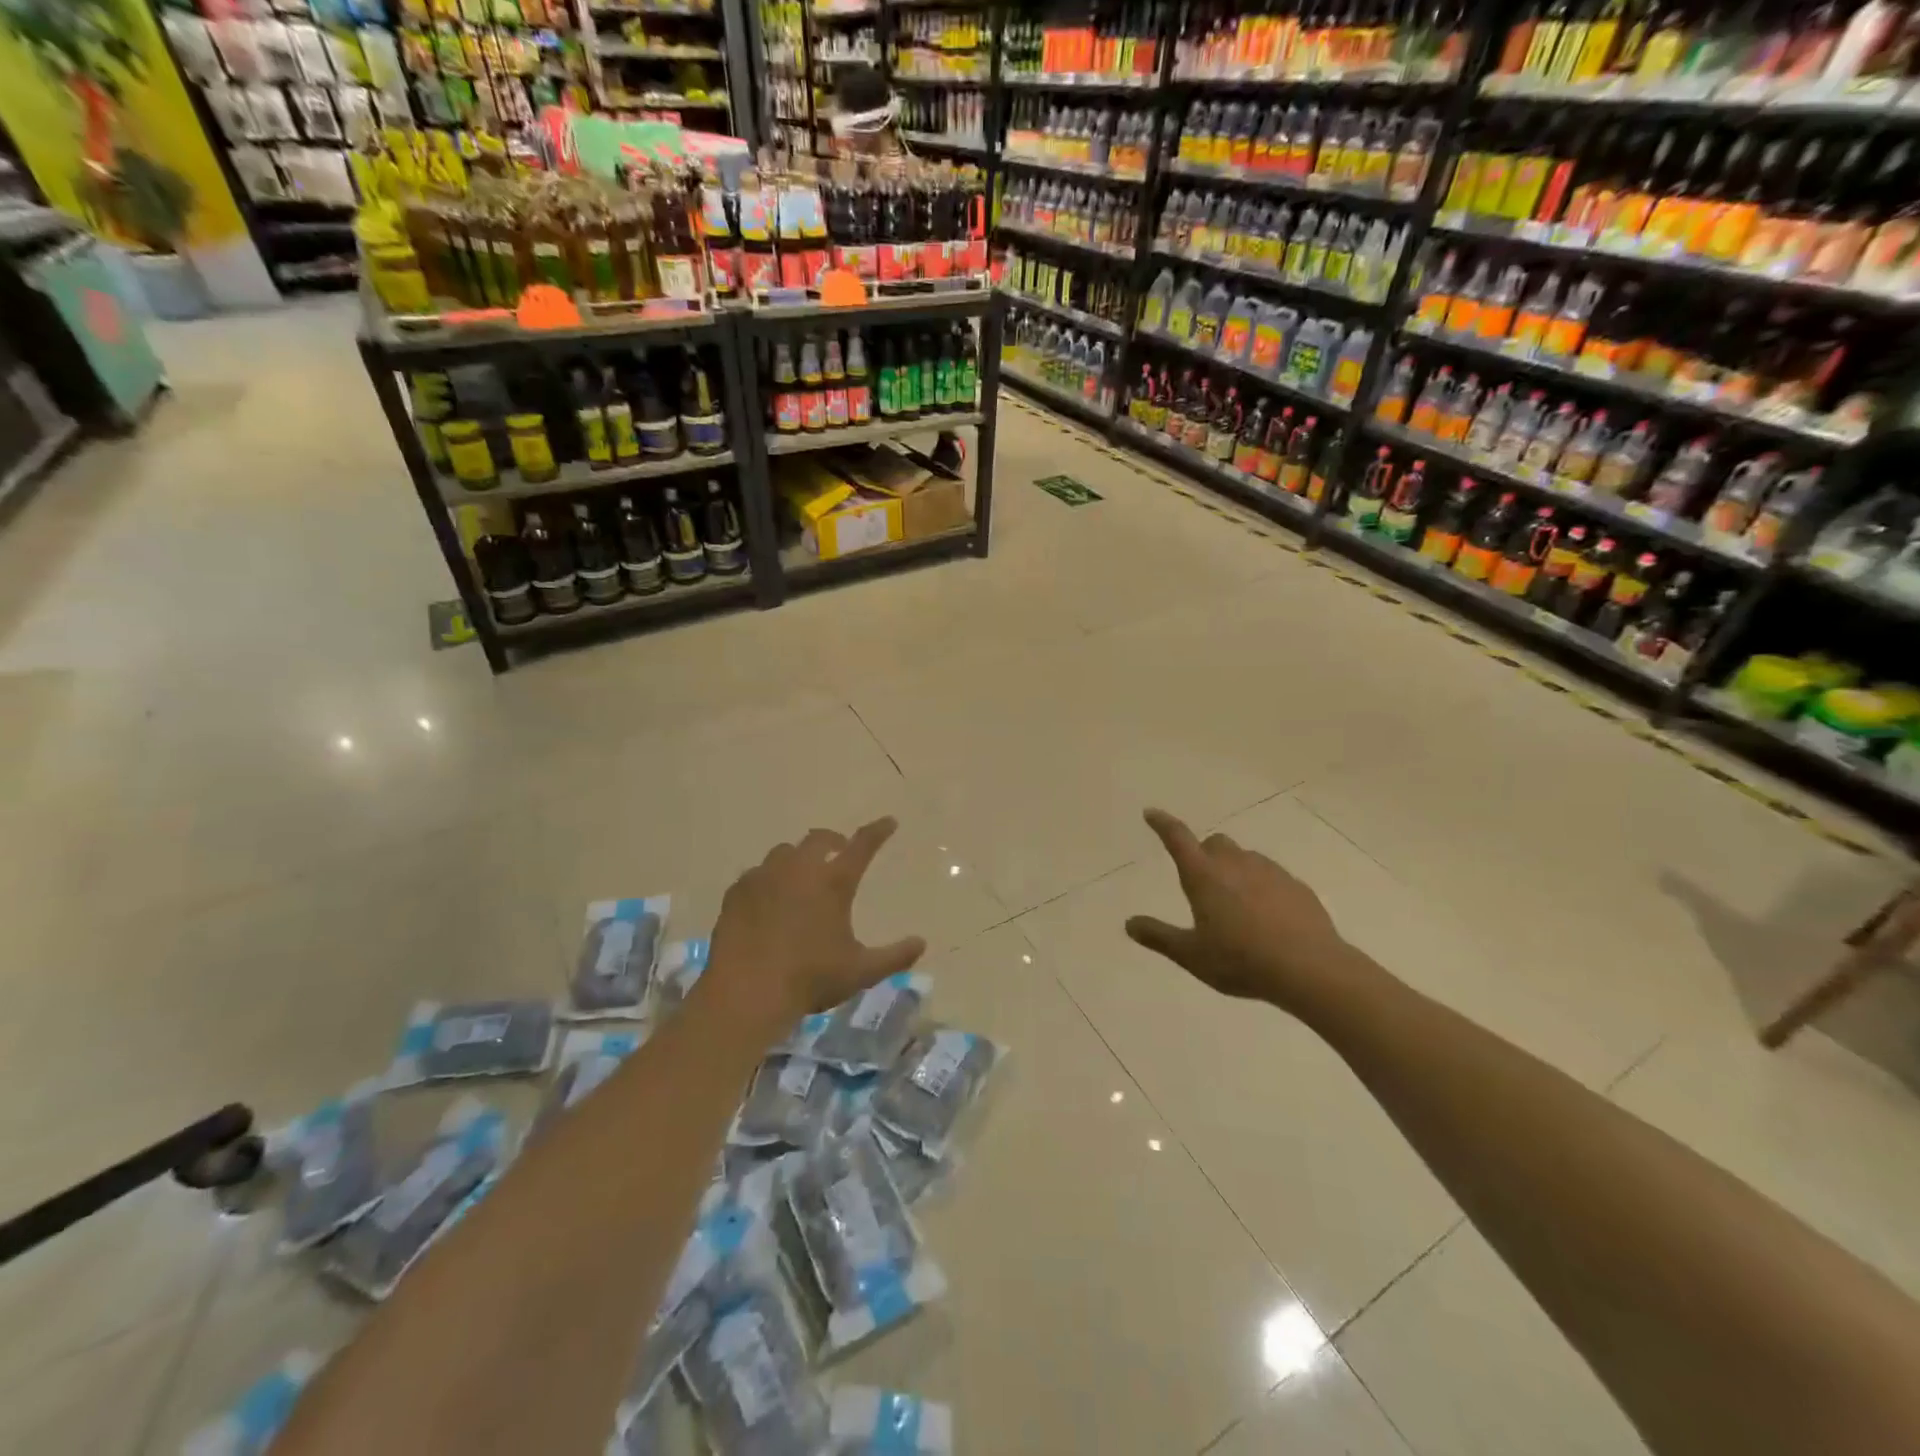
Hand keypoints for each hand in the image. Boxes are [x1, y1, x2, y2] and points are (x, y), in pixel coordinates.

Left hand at [703, 817, 926, 1034]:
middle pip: (819, 839)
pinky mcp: (737, 892)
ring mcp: (764, 877)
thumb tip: (921, 943)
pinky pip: (756, 874)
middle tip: (839, 850)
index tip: (888, 822)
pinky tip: (768, 898)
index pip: (863, 846)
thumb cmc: (809, 979)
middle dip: (833, 840)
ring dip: (798, 857)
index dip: (877, 831)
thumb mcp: (861, 972)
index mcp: (833, 882)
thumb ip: (895, 956)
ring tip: (801, 875)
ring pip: (784, 852)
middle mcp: (799, 869)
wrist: (745, 993)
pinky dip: (768, 879)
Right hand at [1125, 808, 1354, 1013]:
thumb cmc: (1241, 960)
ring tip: (1236, 905)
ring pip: (1245, 857)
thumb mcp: (1191, 955)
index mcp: (1204, 876)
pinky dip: (1262, 887)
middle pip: (1215, 843)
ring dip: (1234, 870)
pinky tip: (1267, 917)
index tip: (1151, 813)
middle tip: (1202, 882)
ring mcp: (1270, 872)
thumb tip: (1129, 923)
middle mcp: (1235, 864)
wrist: (1310, 969)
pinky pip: (1272, 876)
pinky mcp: (1297, 886)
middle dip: (1205, 853)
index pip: (1178, 838)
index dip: (1162, 824)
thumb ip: (1159, 937)